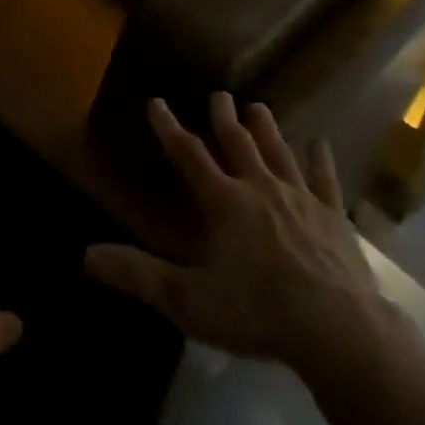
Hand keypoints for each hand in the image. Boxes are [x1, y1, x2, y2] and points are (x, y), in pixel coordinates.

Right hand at [85, 95, 387, 375]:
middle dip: (224, 118)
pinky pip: (325, 179)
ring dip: (267, 129)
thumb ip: (138, 275)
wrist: (338, 329)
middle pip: (238, 143)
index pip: (188, 154)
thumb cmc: (257, 312)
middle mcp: (260, 188)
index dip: (168, 128)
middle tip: (219, 95)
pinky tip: (320, 144)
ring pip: (279, 152)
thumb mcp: (188, 301)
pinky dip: (320, 160)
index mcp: (224, 202)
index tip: (156, 102)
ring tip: (259, 107)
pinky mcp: (333, 216)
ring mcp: (301, 199)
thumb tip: (86, 255)